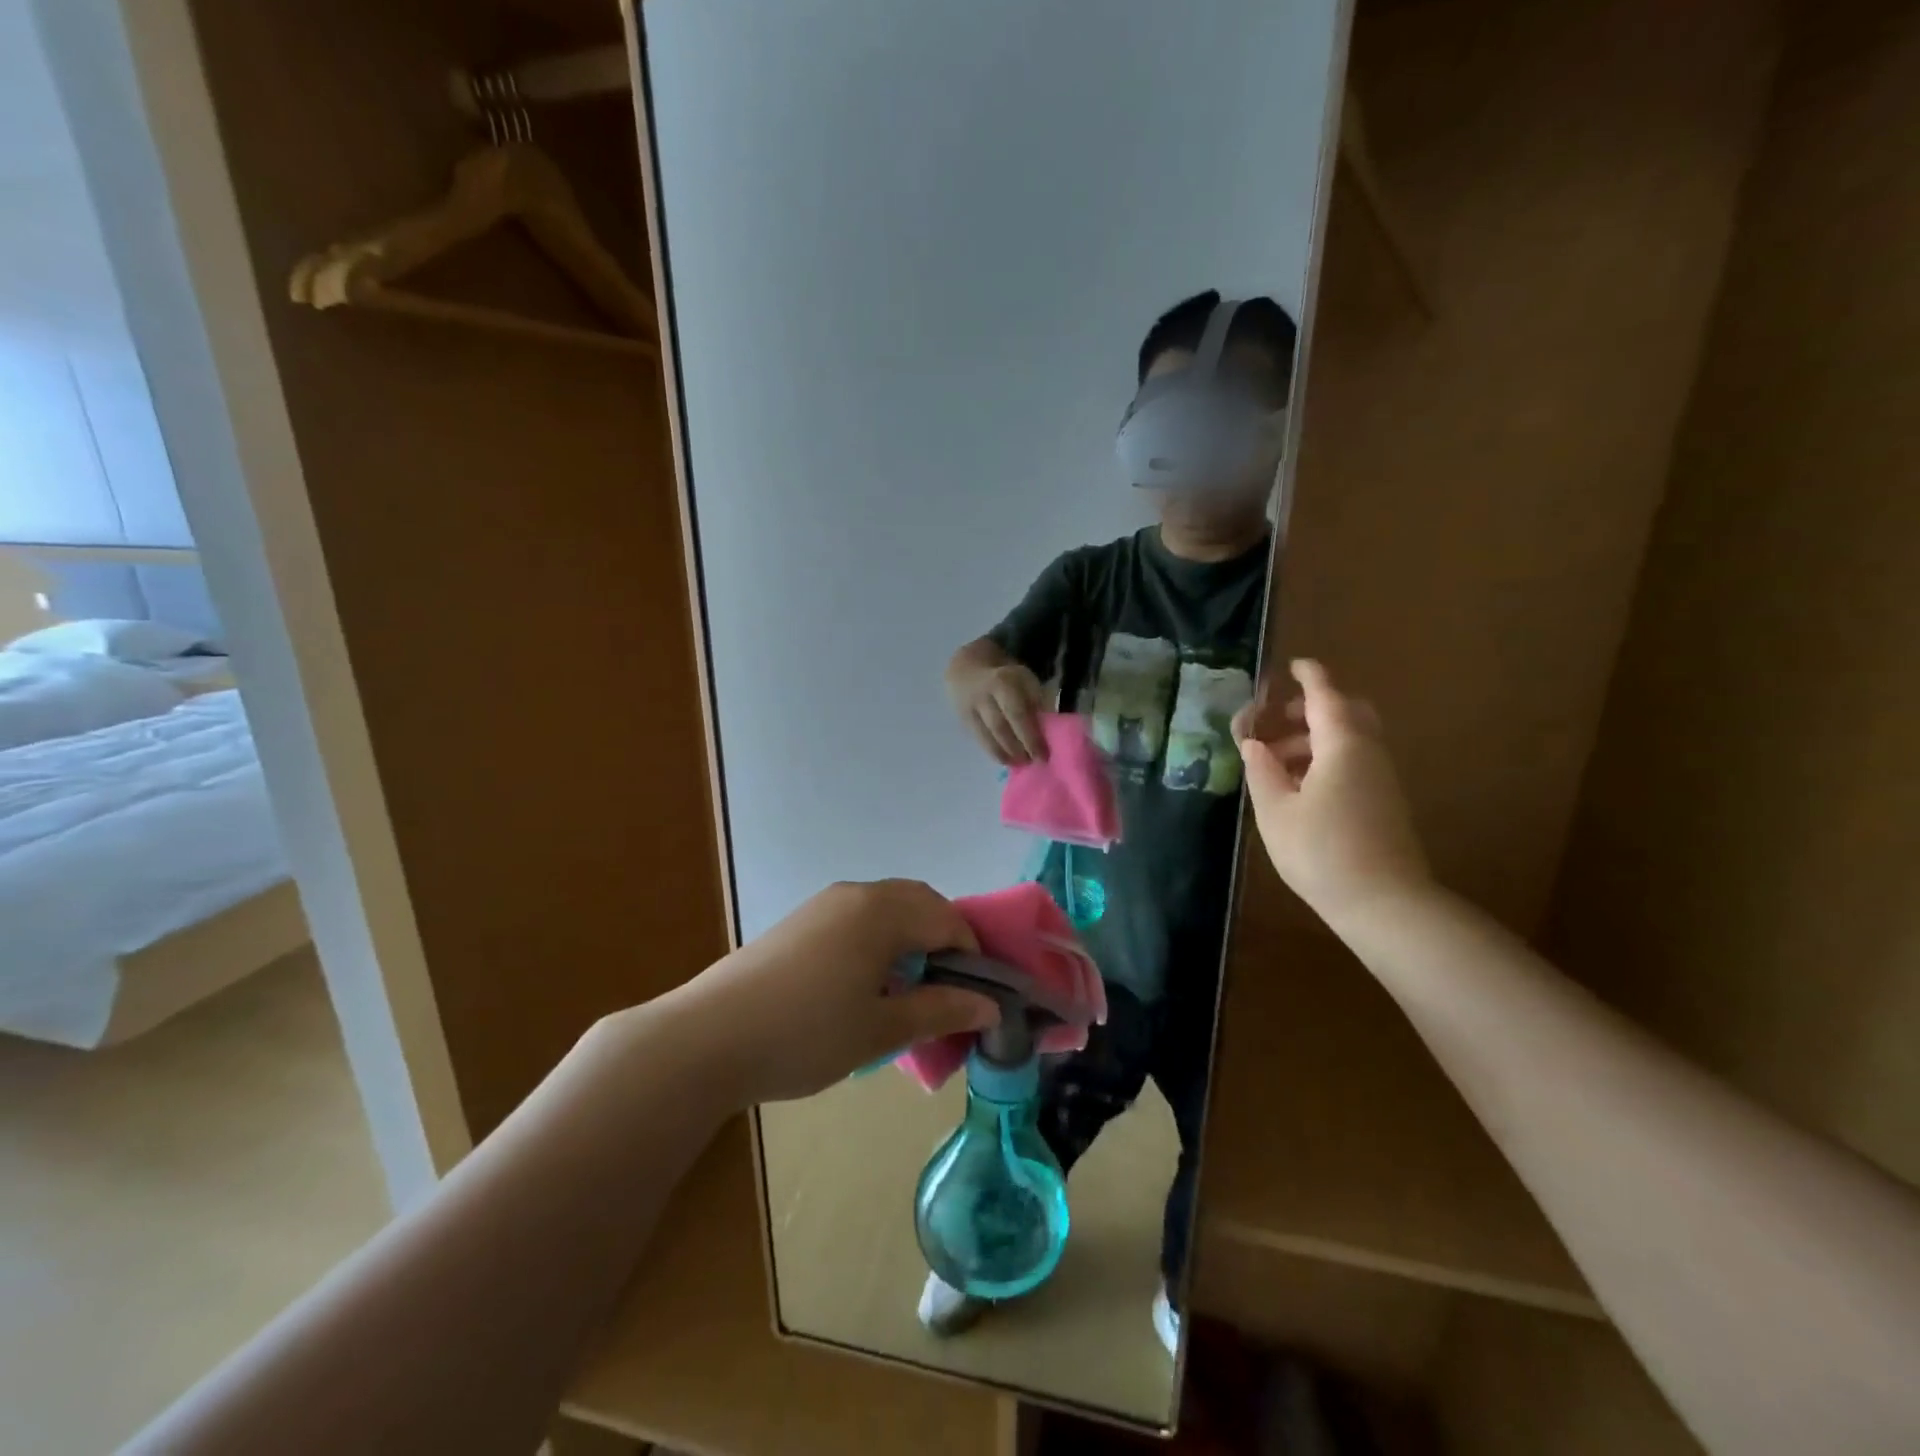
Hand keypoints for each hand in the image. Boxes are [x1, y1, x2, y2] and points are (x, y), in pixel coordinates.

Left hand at [672, 880, 999, 1104]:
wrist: (708, 1038)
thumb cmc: (806, 1033)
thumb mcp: (881, 1029)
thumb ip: (940, 1011)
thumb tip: (991, 1007)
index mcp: (882, 911)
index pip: (948, 920)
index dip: (972, 957)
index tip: (977, 999)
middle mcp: (856, 894)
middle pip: (920, 903)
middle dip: (944, 941)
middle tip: (948, 992)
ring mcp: (823, 904)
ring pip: (887, 908)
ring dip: (910, 938)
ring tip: (908, 990)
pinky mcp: (800, 921)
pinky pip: (857, 918)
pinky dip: (879, 939)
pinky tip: (865, 983)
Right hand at [953, 660, 1047, 765]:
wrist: (969, 670)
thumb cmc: (1006, 678)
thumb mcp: (1025, 679)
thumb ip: (1036, 701)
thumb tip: (1047, 729)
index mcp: (1003, 682)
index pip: (1017, 714)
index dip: (1030, 737)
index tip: (1043, 754)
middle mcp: (984, 696)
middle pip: (1000, 728)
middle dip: (1017, 749)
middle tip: (1032, 762)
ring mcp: (970, 709)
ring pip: (986, 737)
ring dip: (1004, 754)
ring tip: (1019, 763)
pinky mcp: (963, 720)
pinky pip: (978, 740)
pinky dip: (993, 752)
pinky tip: (1005, 760)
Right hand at [1235, 659, 1430, 921]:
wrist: (1384, 903)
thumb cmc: (1321, 851)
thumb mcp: (1275, 810)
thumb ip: (1261, 770)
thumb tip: (1253, 745)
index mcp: (1342, 745)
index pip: (1325, 695)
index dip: (1309, 676)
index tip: (1294, 664)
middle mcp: (1368, 753)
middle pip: (1347, 712)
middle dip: (1313, 708)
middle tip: (1279, 720)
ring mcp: (1382, 778)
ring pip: (1350, 739)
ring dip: (1314, 739)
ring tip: (1275, 763)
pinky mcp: (1384, 802)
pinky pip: (1355, 762)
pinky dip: (1326, 759)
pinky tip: (1299, 788)